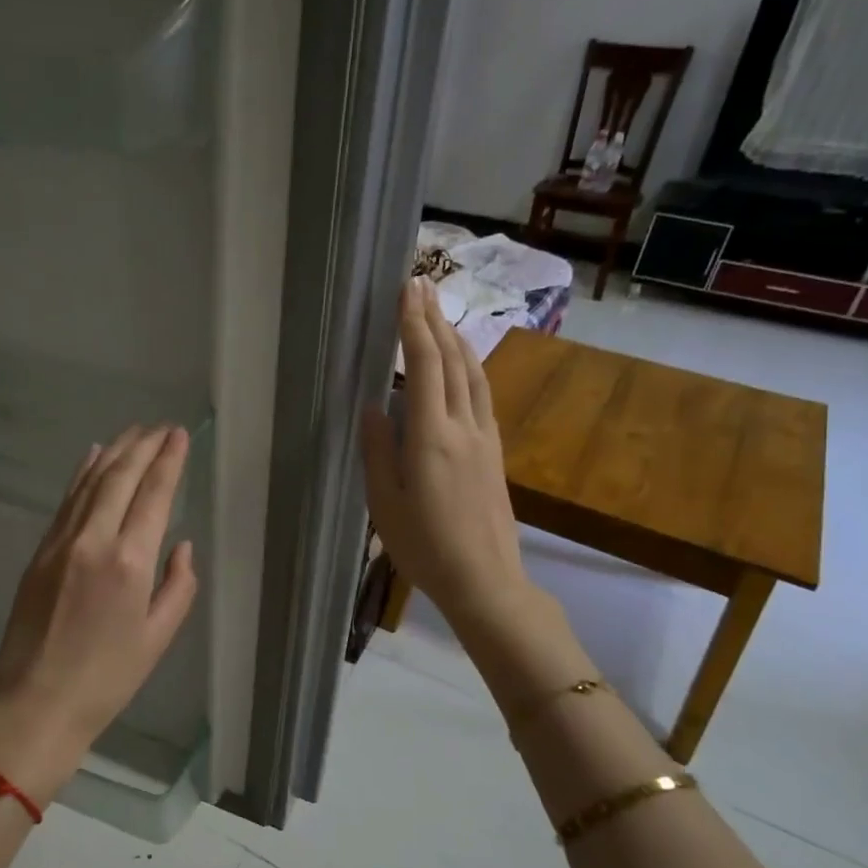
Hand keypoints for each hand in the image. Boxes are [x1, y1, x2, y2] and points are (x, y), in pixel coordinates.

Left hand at [0, 425, 199, 804]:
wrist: (36, 703)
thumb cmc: (107, 679)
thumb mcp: (158, 638)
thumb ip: (178, 586)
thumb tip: (180, 545)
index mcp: (130, 563)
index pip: (154, 494)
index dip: (168, 460)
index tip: (178, 435)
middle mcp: (94, 541)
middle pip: (120, 477)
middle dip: (143, 446)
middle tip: (160, 426)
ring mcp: (61, 543)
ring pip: (90, 482)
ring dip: (114, 452)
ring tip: (133, 432)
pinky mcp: (39, 552)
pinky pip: (66, 501)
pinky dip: (82, 474)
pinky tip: (93, 456)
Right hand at [361, 280, 531, 634]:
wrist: (485, 581)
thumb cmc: (424, 547)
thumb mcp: (385, 503)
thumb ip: (379, 450)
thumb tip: (372, 406)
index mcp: (431, 437)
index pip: (425, 366)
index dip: (415, 326)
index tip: (407, 291)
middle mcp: (464, 427)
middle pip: (453, 361)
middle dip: (435, 320)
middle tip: (421, 286)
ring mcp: (485, 439)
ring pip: (474, 375)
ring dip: (457, 340)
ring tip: (440, 316)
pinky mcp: (495, 453)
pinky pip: (482, 396)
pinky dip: (470, 368)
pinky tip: (463, 367)